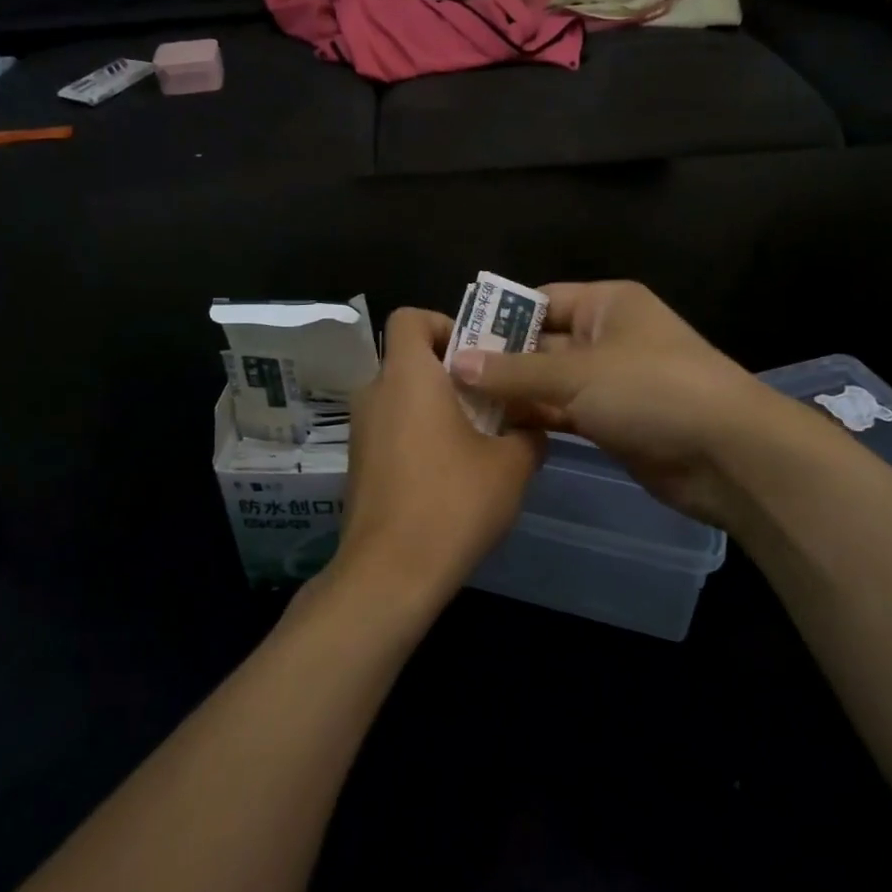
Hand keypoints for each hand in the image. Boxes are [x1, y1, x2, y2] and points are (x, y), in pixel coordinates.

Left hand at [330, 308, 544, 610]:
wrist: (390, 573)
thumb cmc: (453, 502)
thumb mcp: (511, 465)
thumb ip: (528, 434)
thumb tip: (532, 429)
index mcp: (408, 377)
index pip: (410, 318)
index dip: (443, 323)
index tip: (476, 355)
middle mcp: (375, 394)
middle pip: (410, 360)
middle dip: (451, 373)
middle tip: (492, 399)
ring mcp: (361, 432)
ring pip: (403, 398)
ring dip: (438, 407)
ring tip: (480, 440)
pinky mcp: (359, 465)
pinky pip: (393, 430)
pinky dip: (420, 436)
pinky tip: (452, 474)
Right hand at [449, 281, 775, 526]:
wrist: (726, 454)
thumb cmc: (651, 390)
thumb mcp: (576, 374)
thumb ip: (514, 371)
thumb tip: (455, 362)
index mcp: (606, 304)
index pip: (540, 301)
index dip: (499, 319)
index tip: (453, 342)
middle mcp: (607, 336)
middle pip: (542, 342)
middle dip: (500, 361)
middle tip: (446, 381)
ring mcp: (611, 381)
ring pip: (550, 382)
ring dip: (515, 394)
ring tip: (460, 407)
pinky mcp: (613, 421)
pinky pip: (565, 413)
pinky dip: (537, 419)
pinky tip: (497, 429)